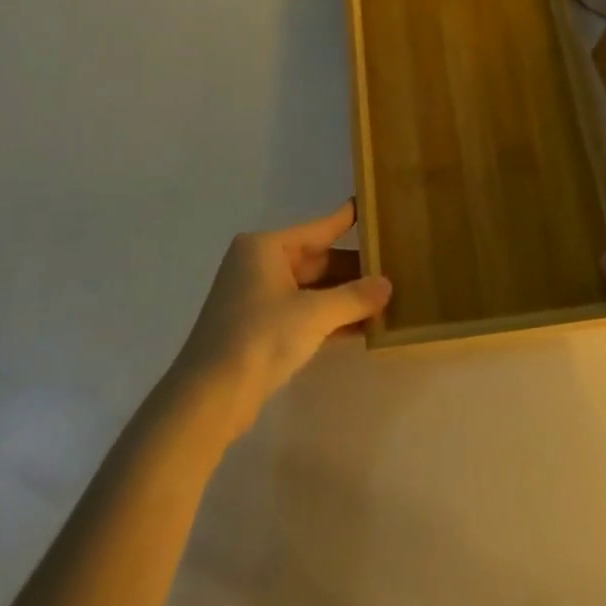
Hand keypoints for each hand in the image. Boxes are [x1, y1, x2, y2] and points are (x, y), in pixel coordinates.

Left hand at [172, 201, 391, 438]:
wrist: (210, 397)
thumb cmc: (260, 337)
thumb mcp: (314, 313)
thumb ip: (355, 297)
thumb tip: (388, 285)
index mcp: (265, 248)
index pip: (318, 228)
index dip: (347, 220)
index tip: (372, 207)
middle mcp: (259, 266)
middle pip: (317, 261)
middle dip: (354, 270)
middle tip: (395, 267)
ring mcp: (258, 299)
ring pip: (312, 289)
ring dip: (345, 297)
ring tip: (387, 297)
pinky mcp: (260, 330)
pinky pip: (304, 313)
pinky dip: (330, 318)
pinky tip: (364, 326)